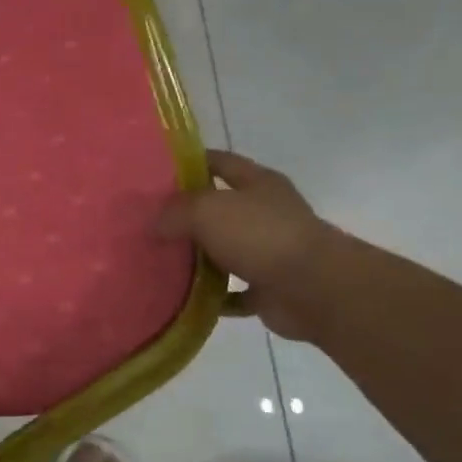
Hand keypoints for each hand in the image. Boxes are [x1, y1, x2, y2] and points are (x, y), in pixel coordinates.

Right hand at [155, 150, 334, 340]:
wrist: (313, 289)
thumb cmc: (261, 235)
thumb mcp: (207, 209)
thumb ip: (175, 211)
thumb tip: (154, 224)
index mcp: (258, 184)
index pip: (220, 162)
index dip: (191, 162)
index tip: (156, 171)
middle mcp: (266, 214)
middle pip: (220, 208)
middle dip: (187, 214)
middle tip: (148, 220)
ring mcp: (270, 252)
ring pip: (225, 250)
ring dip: (197, 257)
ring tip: (158, 260)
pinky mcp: (269, 288)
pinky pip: (232, 292)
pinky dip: (212, 296)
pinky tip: (183, 298)